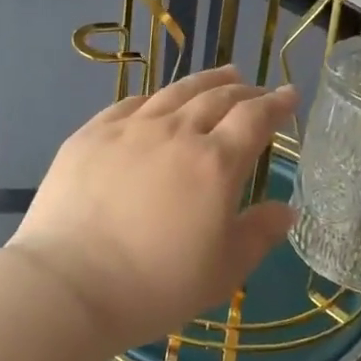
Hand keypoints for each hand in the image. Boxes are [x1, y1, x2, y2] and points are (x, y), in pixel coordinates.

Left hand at [9, 66, 299, 348]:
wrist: (70, 282)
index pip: (254, 119)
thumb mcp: (222, 271)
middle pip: (216, 98)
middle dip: (243, 89)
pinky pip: (131, 104)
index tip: (289, 94)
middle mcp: (175, 133)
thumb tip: (286, 209)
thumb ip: (259, 234)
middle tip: (255, 87)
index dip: (276, 104)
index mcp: (215, 163)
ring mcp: (129, 129)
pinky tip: (157, 101)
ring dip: (204, 82)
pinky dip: (155, 98)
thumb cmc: (155, 285)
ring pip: (174, 92)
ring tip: (220, 75)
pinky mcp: (91, 134)